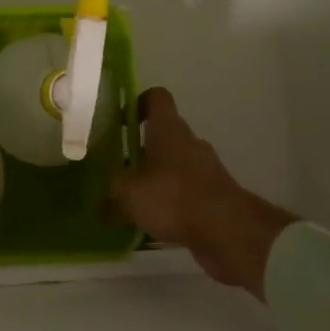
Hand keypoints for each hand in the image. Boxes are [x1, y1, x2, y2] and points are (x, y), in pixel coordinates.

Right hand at [108, 88, 297, 299]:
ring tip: (133, 203)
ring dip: (156, 179)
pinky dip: (171, 202)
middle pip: (163, 136)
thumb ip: (112, 192)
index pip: (156, 98)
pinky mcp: (215, 195)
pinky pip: (186, 191)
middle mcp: (189, 143)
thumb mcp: (128, 193)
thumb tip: (101, 203)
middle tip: (119, 171)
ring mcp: (206, 169)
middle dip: (141, 151)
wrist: (229, 232)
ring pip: (174, 166)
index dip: (137, 103)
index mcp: (168, 130)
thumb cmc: (173, 197)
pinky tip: (154, 224)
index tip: (121, 122)